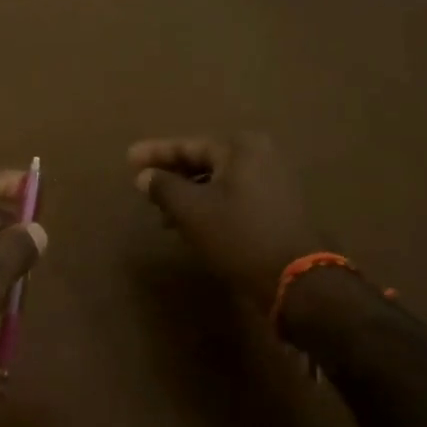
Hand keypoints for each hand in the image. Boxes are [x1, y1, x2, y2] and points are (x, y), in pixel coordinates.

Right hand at [128, 133, 325, 309]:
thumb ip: (163, 187)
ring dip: (188, 193)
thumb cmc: (239, 236)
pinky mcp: (278, 207)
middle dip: (172, 174)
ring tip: (161, 211)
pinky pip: (233, 196)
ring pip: (218, 181)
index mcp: (240, 147)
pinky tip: (190, 223)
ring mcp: (274, 182)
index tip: (128, 158)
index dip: (155, 153)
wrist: (297, 281)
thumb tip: (144, 176)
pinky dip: (209, 205)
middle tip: (142, 183)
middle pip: (204, 160)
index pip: (187, 146)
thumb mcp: (191, 210)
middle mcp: (261, 156)